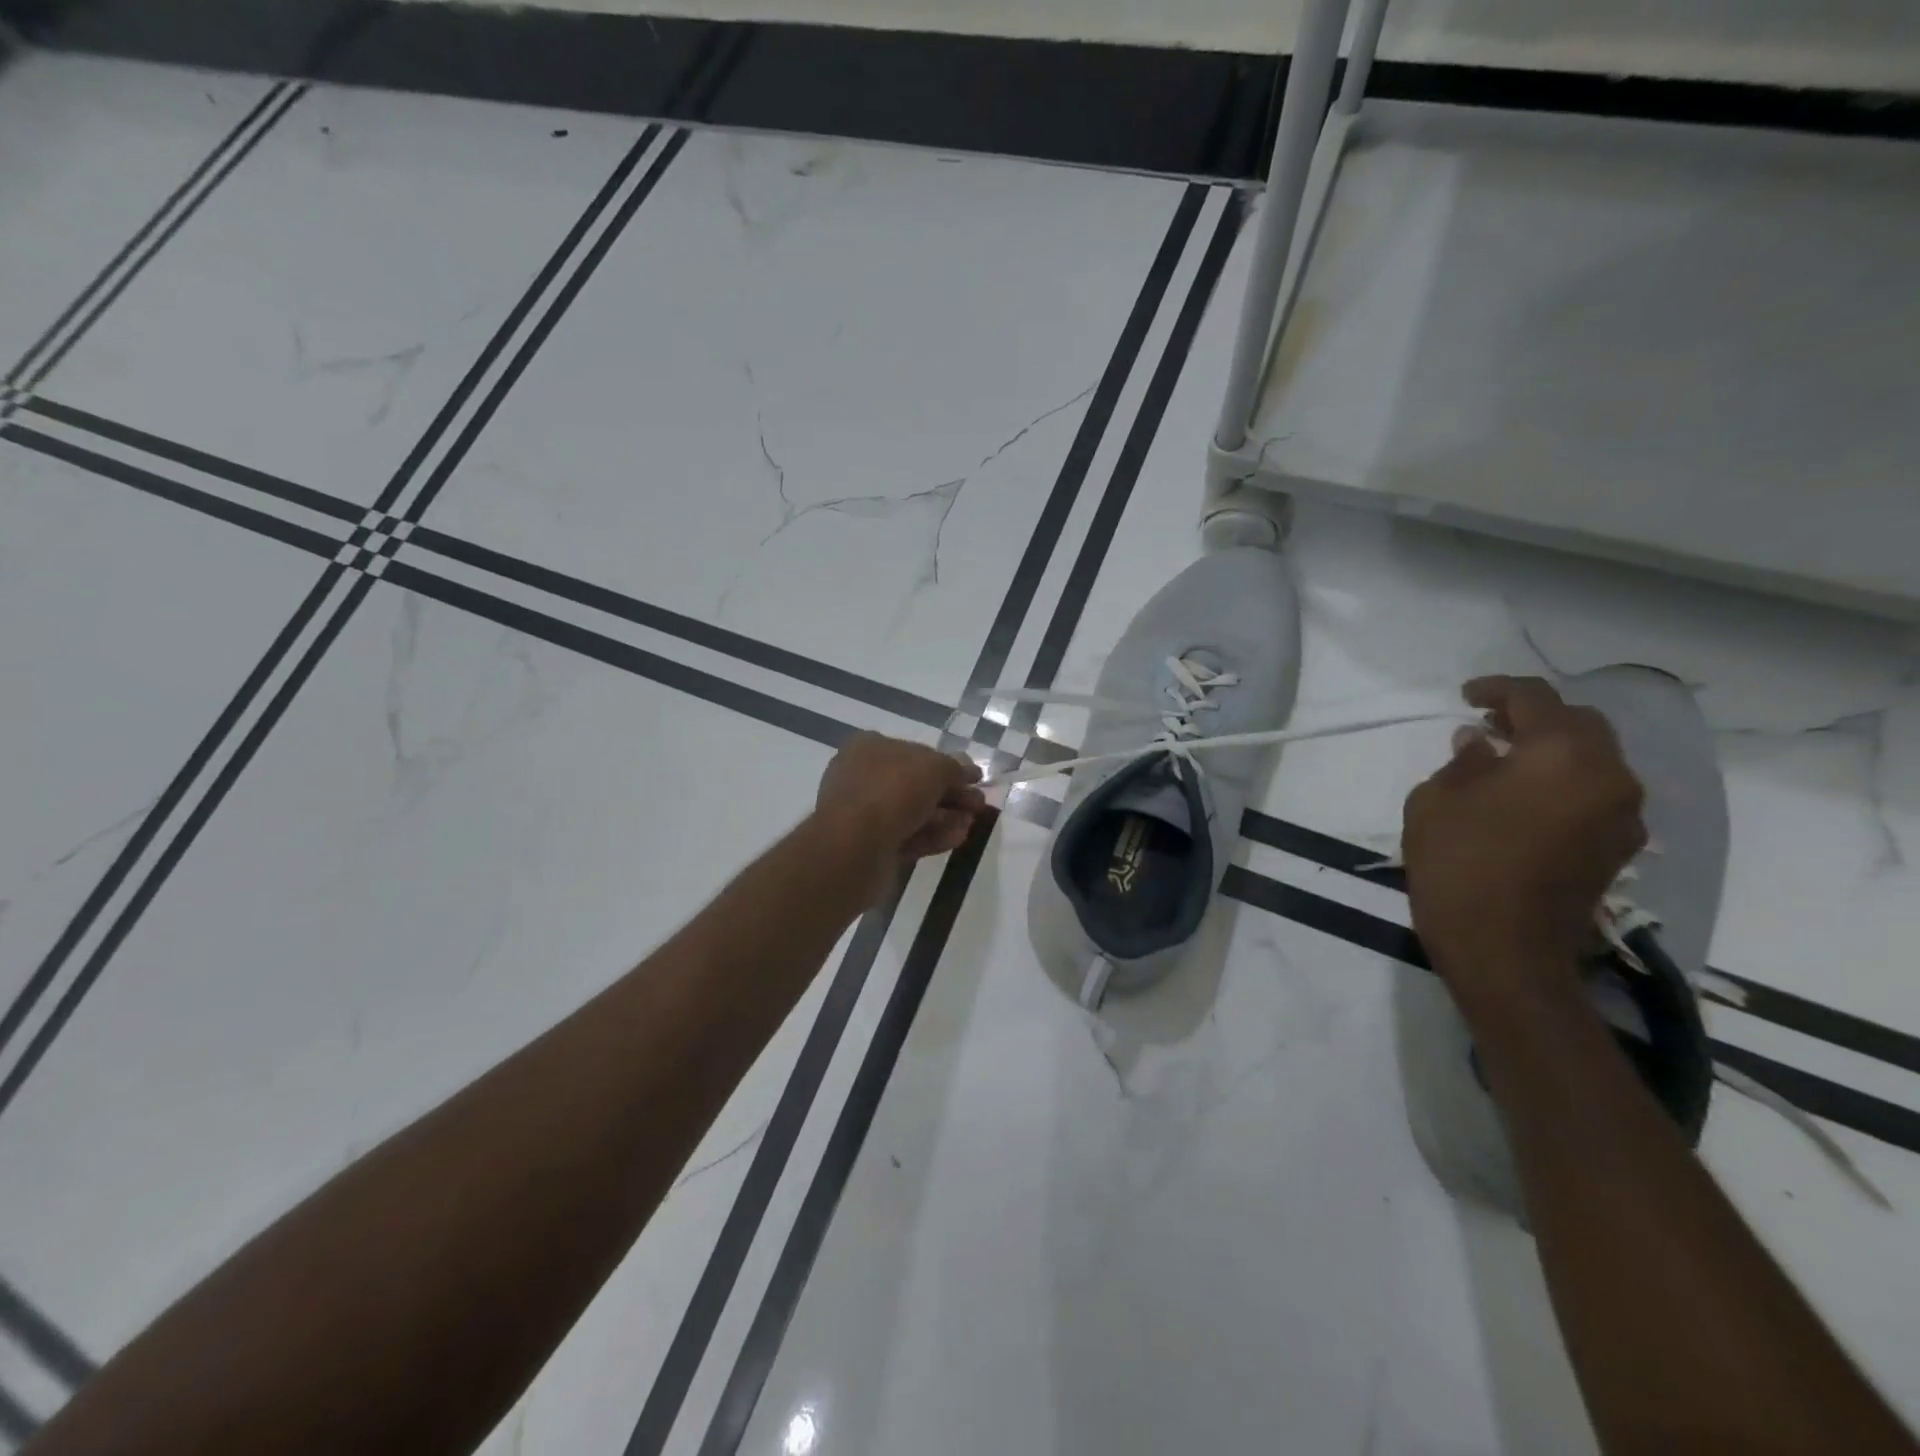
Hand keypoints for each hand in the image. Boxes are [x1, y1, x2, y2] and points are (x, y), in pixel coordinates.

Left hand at [814, 733, 987, 902]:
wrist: (855, 846)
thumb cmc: (893, 791)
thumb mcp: (934, 768)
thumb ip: (955, 767)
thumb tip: (970, 770)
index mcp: (869, 747)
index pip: (915, 751)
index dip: (947, 765)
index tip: (974, 779)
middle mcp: (863, 776)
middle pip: (915, 784)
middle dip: (950, 794)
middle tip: (978, 805)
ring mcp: (864, 813)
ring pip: (913, 812)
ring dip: (945, 817)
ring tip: (971, 823)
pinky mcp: (870, 845)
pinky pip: (907, 836)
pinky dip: (932, 836)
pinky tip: (956, 839)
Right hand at [1403, 676, 1644, 1003]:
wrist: (1504, 950)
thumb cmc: (1458, 865)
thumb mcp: (1436, 801)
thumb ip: (1463, 761)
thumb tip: (1482, 743)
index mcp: (1561, 755)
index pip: (1536, 698)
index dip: (1497, 689)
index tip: (1466, 696)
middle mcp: (1608, 776)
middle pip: (1579, 723)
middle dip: (1534, 716)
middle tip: (1488, 724)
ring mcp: (1623, 814)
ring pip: (1594, 759)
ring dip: (1551, 749)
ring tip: (1503, 760)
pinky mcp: (1619, 847)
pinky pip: (1595, 792)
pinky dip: (1563, 780)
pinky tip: (1523, 797)